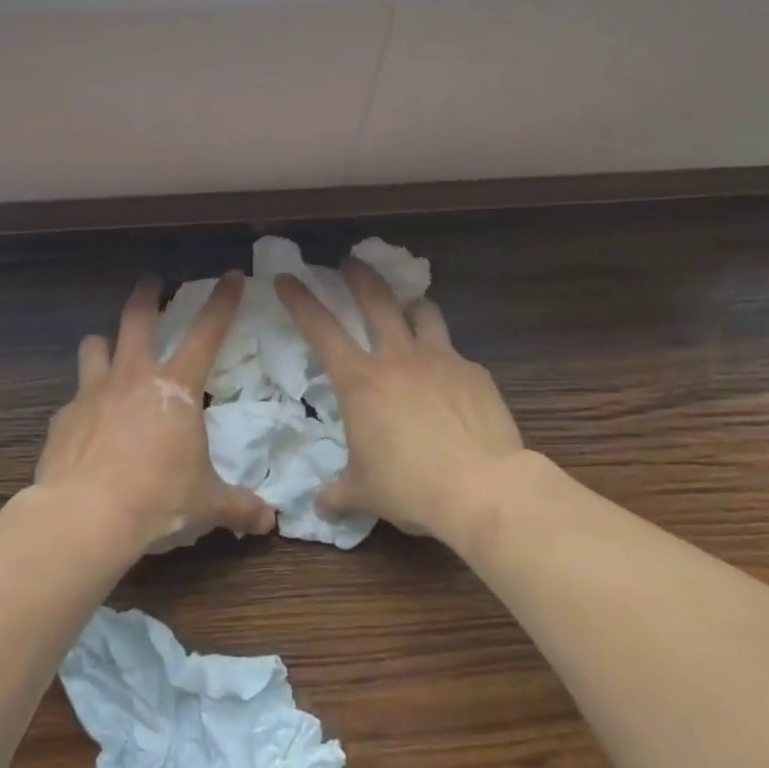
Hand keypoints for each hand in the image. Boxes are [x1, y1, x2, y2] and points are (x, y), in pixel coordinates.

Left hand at [35, 273, 276, 554]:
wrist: (86, 517)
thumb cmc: (158, 499)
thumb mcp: (207, 504)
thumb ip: (239, 507)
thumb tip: (270, 522)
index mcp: (176, 388)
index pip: (207, 332)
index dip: (223, 301)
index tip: (231, 275)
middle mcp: (133, 377)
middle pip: (137, 318)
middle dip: (147, 294)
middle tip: (151, 282)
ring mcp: (93, 393)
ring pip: (94, 346)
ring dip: (104, 344)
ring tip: (108, 349)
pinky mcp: (63, 418)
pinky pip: (74, 398)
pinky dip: (83, 403)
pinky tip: (86, 425)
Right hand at [276, 260, 523, 540]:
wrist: (482, 488)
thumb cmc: (410, 487)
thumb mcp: (363, 493)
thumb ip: (338, 493)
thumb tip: (320, 505)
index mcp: (361, 381)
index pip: (321, 329)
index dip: (300, 300)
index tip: (287, 278)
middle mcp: (398, 358)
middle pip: (377, 300)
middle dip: (360, 276)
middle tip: (352, 262)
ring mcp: (441, 360)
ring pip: (424, 312)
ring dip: (411, 305)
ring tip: (409, 308)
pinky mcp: (475, 373)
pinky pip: (455, 354)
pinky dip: (445, 358)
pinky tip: (449, 380)